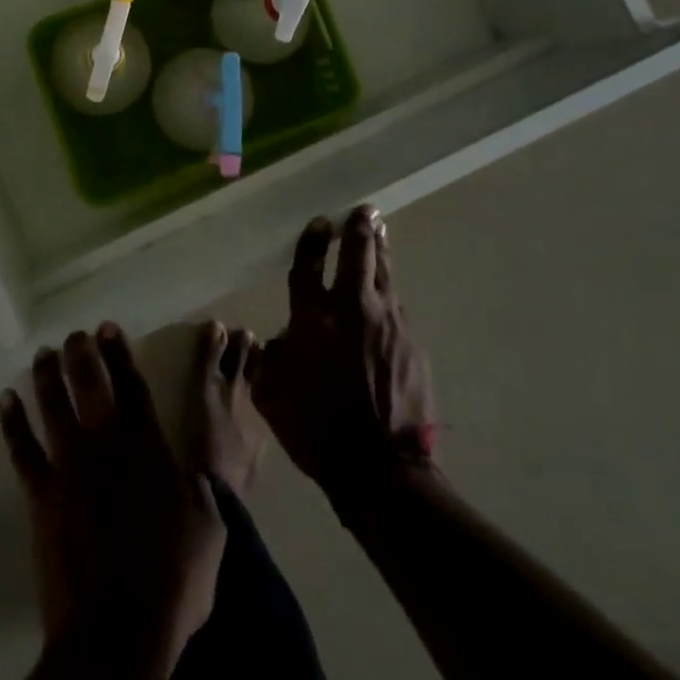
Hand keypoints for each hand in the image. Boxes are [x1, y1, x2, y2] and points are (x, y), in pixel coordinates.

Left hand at [0, 324, 225, 679]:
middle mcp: (104, 444)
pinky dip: (13, 422)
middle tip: (75, 334)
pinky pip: (22, 449)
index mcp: (146, 445)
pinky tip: (7, 400)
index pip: (131, 385)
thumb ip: (200, 487)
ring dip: (47, 375)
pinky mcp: (41, 496)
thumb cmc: (171, 581)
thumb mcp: (208, 527)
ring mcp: (68, 467)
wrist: (116, 635)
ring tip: (44, 353)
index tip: (107, 327)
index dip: (119, 352)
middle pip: (88, 383)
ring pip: (52, 405)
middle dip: (81, 353)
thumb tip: (197, 467)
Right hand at [251, 207, 435, 504]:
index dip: (313, 239)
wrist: (380, 469)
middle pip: (357, 253)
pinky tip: (389, 295)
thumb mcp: (271, 396)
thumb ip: (268, 360)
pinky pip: (397, 308)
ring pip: (384, 273)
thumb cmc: (317, 430)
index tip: (321, 222)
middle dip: (359, 227)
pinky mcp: (411, 343)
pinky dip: (389, 294)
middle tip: (365, 210)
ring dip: (380, 250)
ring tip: (380, 230)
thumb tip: (276, 342)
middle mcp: (350, 308)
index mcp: (311, 318)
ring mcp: (386, 323)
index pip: (308, 264)